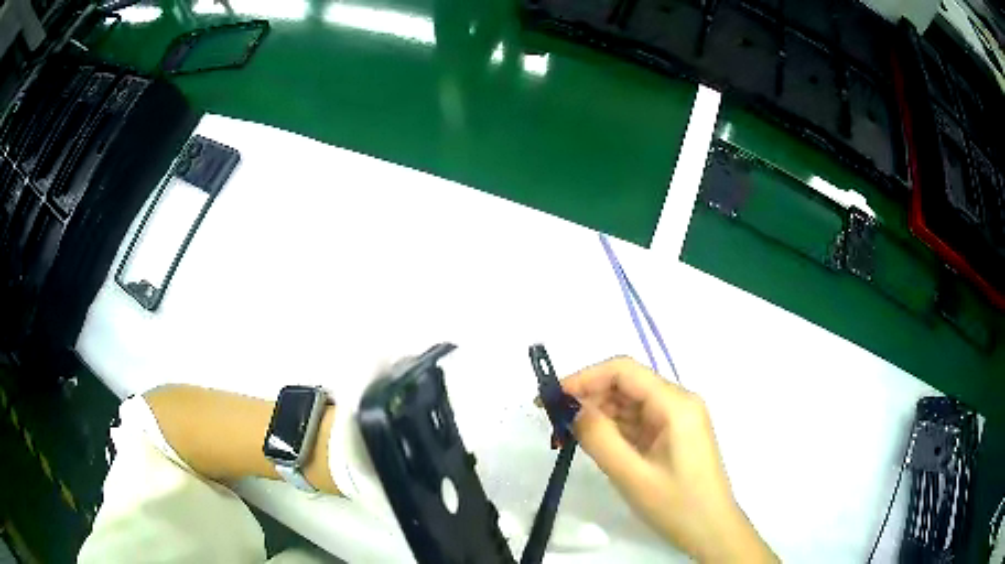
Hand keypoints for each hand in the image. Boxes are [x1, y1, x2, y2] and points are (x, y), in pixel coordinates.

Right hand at [561, 357, 776, 562]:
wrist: (712, 531)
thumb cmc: (676, 505)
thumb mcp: (632, 475)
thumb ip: (600, 438)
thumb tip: (572, 407)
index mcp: (675, 404)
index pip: (624, 371)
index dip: (585, 378)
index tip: (552, 398)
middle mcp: (678, 402)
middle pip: (627, 384)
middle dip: (589, 397)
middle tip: (554, 422)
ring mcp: (677, 419)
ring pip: (630, 403)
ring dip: (598, 414)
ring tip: (567, 435)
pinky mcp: (673, 435)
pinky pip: (638, 421)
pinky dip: (613, 428)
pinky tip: (593, 442)